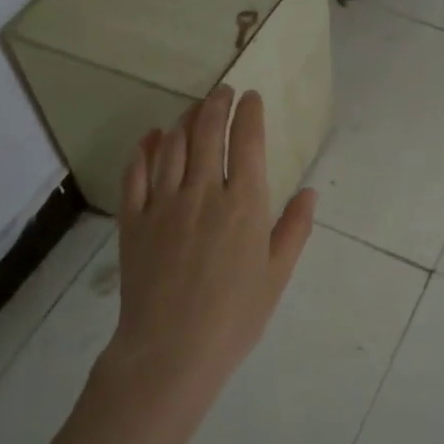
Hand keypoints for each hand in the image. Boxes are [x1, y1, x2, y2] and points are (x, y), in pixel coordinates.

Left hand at [109, 86, 317, 397]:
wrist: (170, 351)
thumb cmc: (234, 317)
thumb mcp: (276, 275)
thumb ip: (294, 229)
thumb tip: (309, 192)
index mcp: (244, 204)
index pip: (248, 142)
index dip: (250, 113)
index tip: (252, 97)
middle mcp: (203, 192)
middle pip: (208, 133)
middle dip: (217, 105)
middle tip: (223, 91)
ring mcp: (163, 204)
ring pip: (173, 146)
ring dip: (185, 120)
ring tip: (194, 108)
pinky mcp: (133, 220)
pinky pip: (136, 174)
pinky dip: (145, 150)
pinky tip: (151, 138)